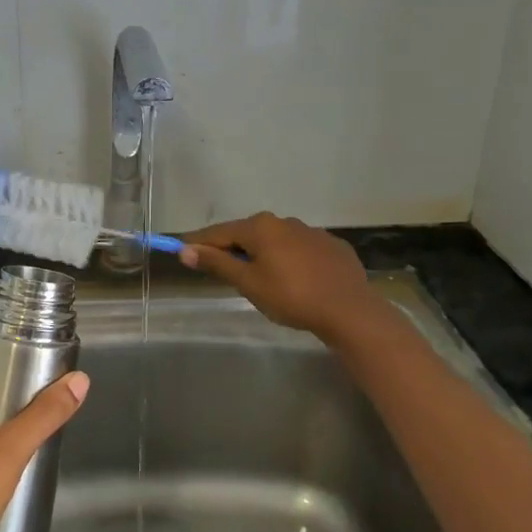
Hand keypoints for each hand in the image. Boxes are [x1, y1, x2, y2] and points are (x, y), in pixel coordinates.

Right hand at [180, 212, 379, 341]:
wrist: (349, 310)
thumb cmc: (291, 296)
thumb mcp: (248, 283)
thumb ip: (218, 264)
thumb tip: (185, 249)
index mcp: (260, 227)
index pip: (219, 232)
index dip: (199, 242)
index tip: (182, 249)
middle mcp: (284, 221)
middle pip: (248, 234)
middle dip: (232, 248)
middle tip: (221, 269)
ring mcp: (311, 232)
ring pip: (276, 241)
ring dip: (263, 254)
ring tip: (259, 278)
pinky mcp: (332, 247)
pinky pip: (301, 250)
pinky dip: (290, 260)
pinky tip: (294, 279)